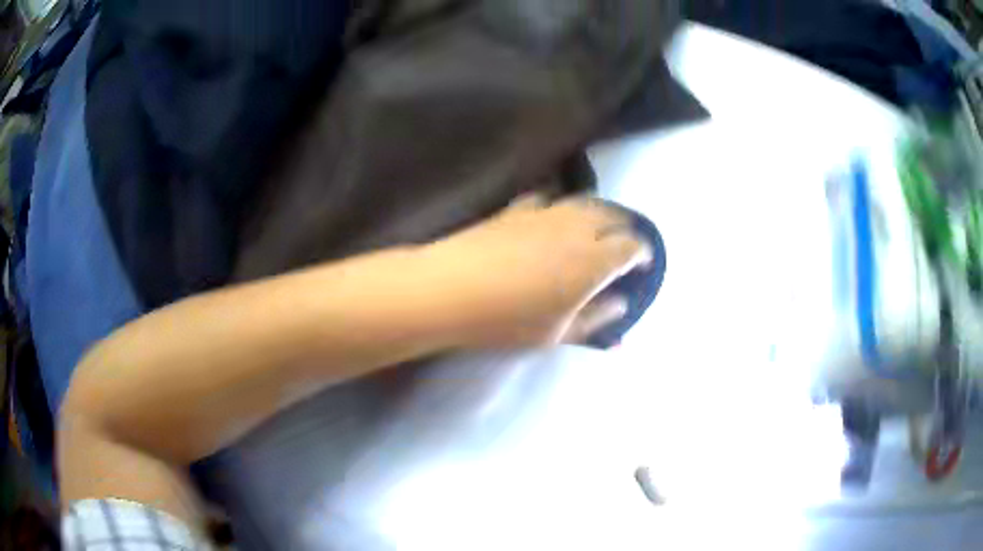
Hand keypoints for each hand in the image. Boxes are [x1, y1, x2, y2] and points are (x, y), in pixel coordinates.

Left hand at [427, 195, 650, 346]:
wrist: (451, 290)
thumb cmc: (509, 320)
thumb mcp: (558, 333)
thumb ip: (596, 319)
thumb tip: (621, 306)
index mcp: (594, 260)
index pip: (631, 246)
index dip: (643, 253)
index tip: (644, 264)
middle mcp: (576, 228)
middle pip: (612, 215)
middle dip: (625, 227)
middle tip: (626, 243)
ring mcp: (545, 213)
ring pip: (584, 202)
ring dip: (599, 212)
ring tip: (598, 227)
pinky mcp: (517, 209)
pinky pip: (550, 200)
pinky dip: (562, 208)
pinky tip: (553, 218)